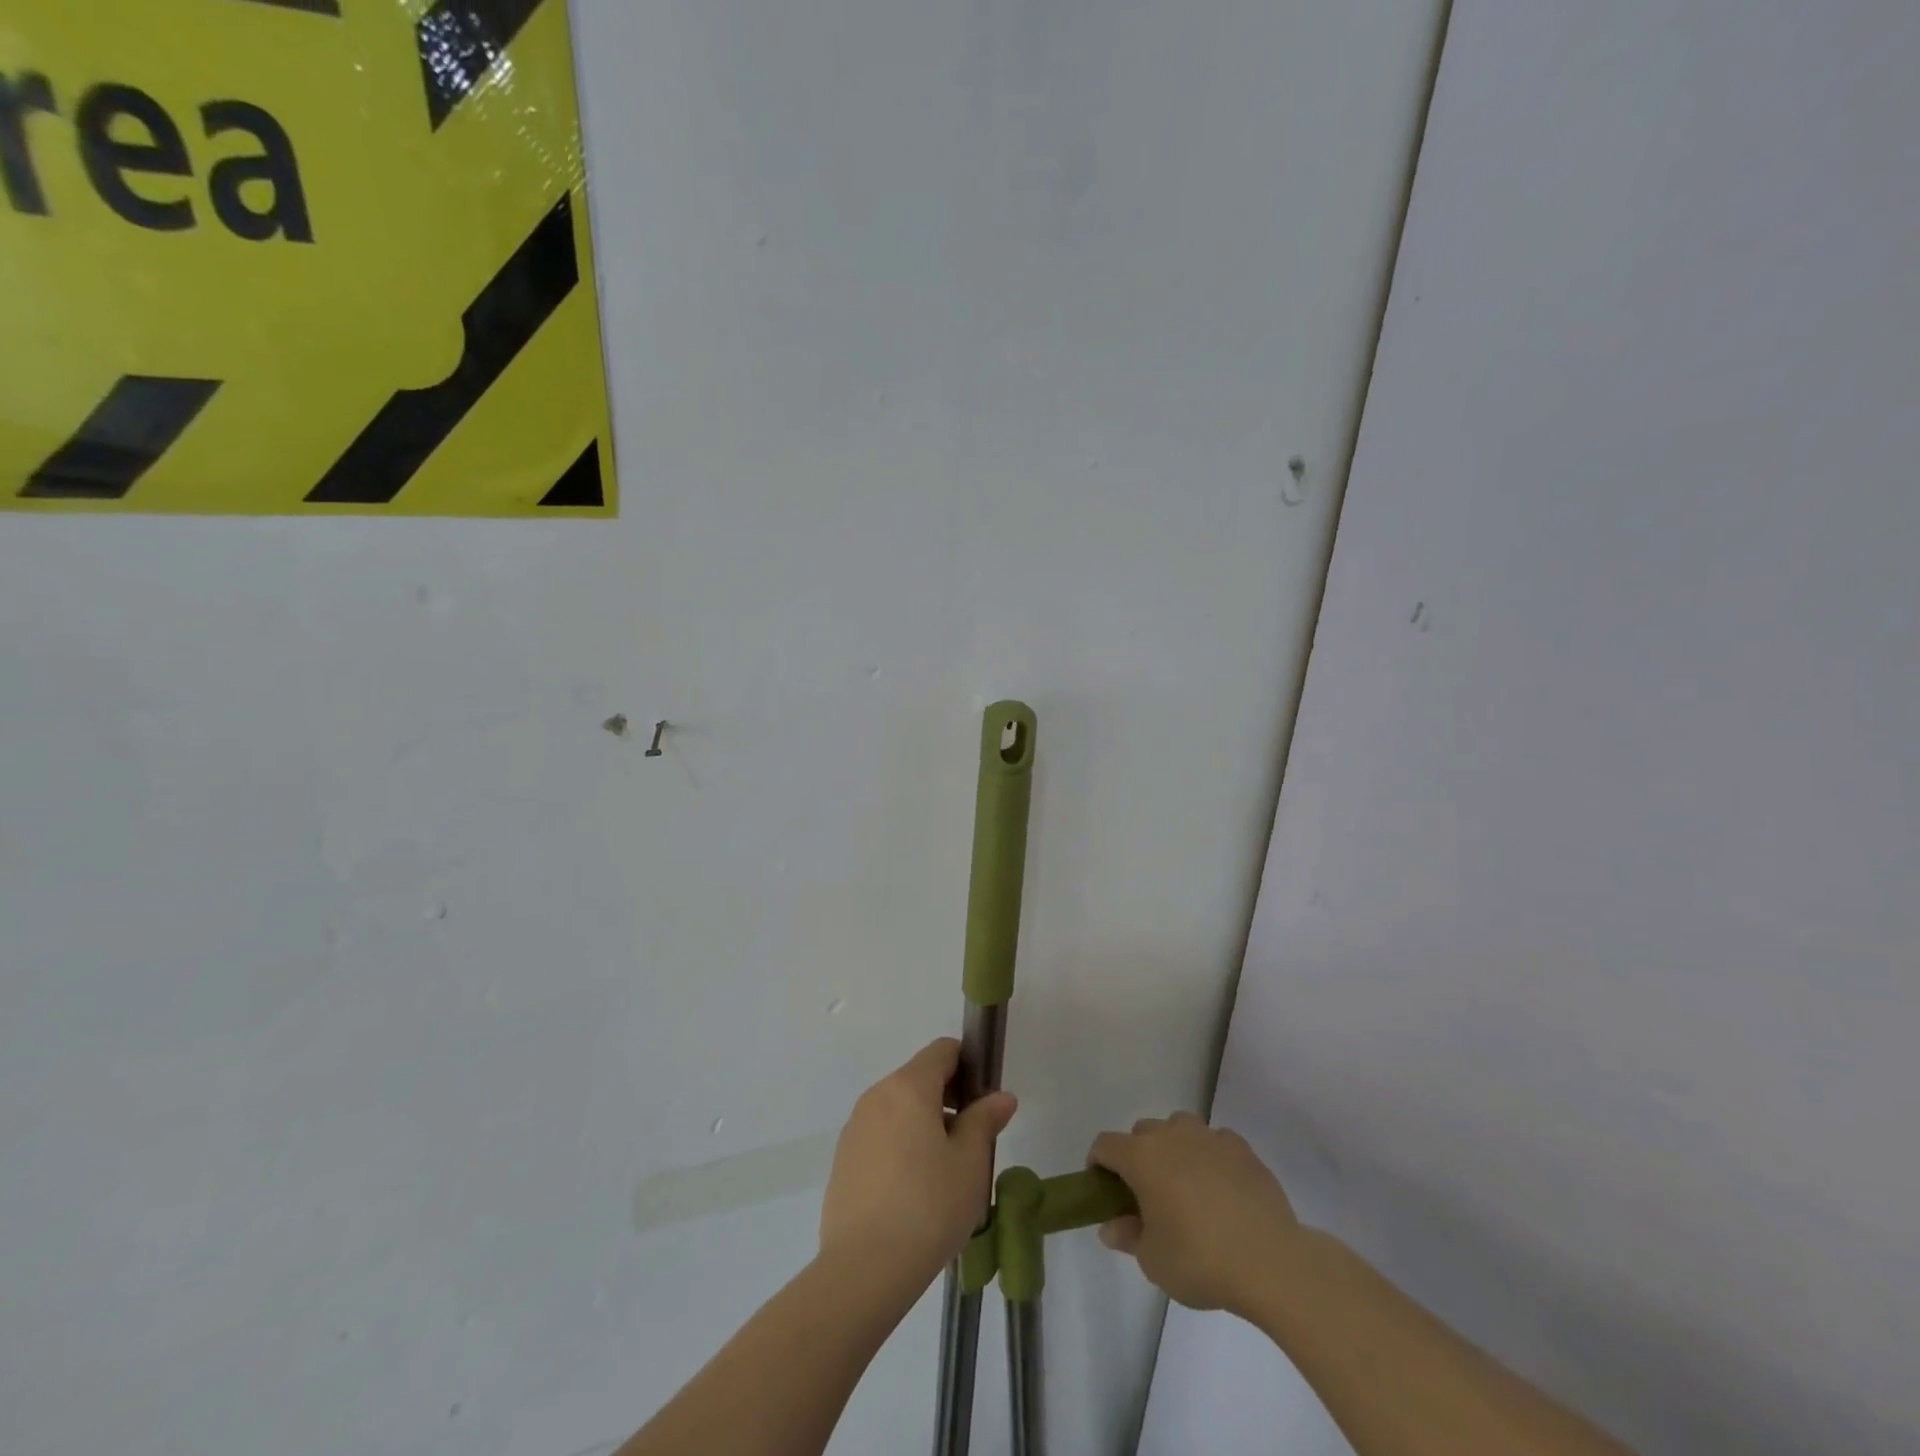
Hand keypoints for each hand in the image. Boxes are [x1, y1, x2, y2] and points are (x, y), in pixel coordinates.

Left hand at [819, 1039, 1016, 1286]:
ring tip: (945, 1175)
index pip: (942, 1051)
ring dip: (925, 1125)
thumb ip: (985, 1121)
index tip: (984, 1101)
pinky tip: (914, 1193)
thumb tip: (1000, 1096)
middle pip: (919, 1079)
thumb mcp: (970, 1162)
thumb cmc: (928, 1206)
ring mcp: (855, 1128)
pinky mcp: (843, 1160)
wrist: (864, 1269)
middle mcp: (877, 1096)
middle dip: (949, 1100)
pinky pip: (880, 1137)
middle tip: (972, 1144)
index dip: (968, 1065)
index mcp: (908, 1087)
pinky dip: (901, 1147)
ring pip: (899, 1110)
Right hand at [1089, 1112, 1300, 1315]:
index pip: (1106, 1145)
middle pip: (1143, 1132)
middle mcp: (1172, 1135)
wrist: (1271, 1262)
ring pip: (1180, 1128)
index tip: (1103, 1190)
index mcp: (1142, 1157)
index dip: (1098, 1164)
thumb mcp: (1153, 1261)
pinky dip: (1211, 1157)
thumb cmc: (1200, 1260)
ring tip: (1185, 1186)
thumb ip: (1128, 1236)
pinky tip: (1222, 1189)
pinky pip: (1215, 1142)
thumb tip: (1112, 1226)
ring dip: (1174, 1148)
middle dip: (1137, 1156)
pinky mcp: (1242, 1149)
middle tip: (1147, 1195)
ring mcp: (1209, 1137)